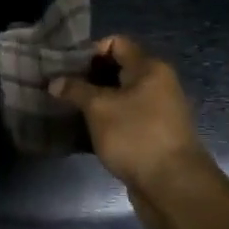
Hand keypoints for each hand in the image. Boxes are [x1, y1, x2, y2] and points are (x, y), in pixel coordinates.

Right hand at [49, 36, 217, 228]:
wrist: (172, 185)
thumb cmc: (136, 136)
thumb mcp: (99, 109)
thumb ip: (75, 90)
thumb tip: (55, 81)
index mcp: (150, 68)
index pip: (117, 43)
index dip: (89, 51)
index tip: (64, 67)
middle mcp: (158, 84)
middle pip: (118, 69)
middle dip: (88, 77)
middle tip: (60, 88)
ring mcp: (157, 111)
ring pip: (120, 96)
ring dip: (95, 101)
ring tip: (67, 109)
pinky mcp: (153, 135)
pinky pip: (125, 118)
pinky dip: (106, 121)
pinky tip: (84, 130)